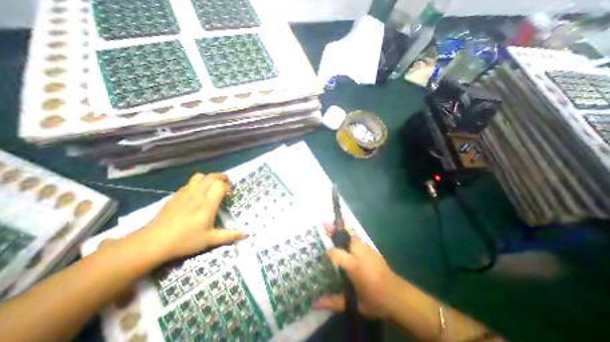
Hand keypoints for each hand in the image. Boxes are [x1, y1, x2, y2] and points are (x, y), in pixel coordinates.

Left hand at [140, 174, 246, 260]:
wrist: (152, 243)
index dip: (227, 186)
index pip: (220, 185)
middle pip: (211, 176)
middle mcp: (197, 195)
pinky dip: (198, 183)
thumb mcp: (210, 240)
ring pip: (199, 176)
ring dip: (209, 178)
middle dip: (221, 177)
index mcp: (207, 204)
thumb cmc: (185, 241)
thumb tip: (247, 234)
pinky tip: (197, 194)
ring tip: (212, 187)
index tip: (229, 194)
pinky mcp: (175, 196)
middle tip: (226, 184)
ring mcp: (185, 193)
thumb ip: (230, 235)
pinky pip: (190, 183)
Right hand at [315, 224, 401, 317]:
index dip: (329, 252)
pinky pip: (358, 237)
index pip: (336, 253)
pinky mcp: (371, 248)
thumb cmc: (374, 300)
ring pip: (352, 234)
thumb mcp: (354, 304)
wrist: (398, 296)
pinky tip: (346, 235)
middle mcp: (359, 253)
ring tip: (332, 225)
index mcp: (354, 266)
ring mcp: (367, 249)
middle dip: (334, 230)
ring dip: (342, 230)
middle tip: (324, 224)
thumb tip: (314, 304)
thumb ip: (334, 301)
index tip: (323, 253)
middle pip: (345, 237)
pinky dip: (350, 233)